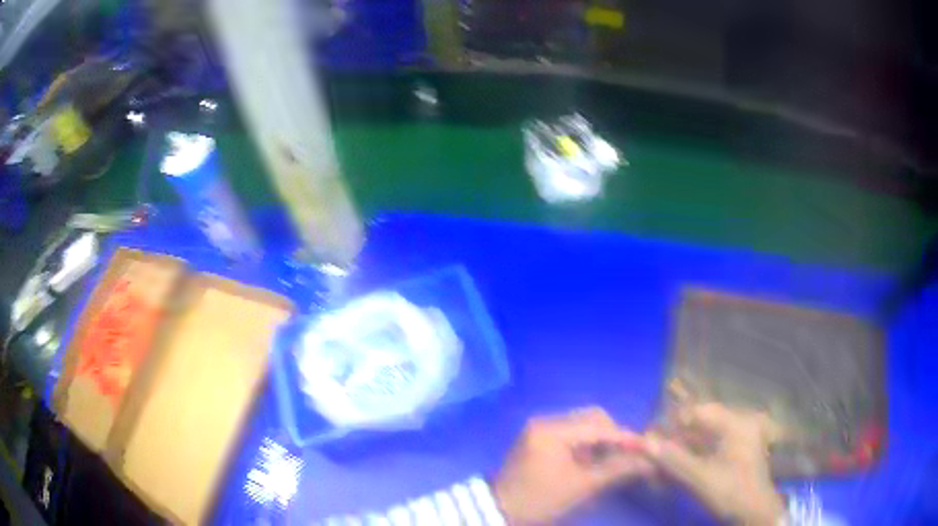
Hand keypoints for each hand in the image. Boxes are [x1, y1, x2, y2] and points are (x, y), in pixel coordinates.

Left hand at [493, 407, 651, 524]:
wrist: (500, 511)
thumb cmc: (541, 500)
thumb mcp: (581, 487)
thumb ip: (616, 469)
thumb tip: (648, 460)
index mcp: (552, 431)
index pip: (598, 427)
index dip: (625, 438)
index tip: (647, 447)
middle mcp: (545, 421)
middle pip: (591, 419)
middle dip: (613, 436)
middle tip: (626, 456)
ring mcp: (540, 429)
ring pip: (583, 425)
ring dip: (600, 440)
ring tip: (609, 461)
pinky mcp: (538, 438)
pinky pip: (571, 433)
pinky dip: (586, 445)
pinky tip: (592, 461)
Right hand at [646, 403, 785, 525]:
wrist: (754, 512)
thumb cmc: (729, 491)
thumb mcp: (699, 477)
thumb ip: (672, 459)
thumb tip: (644, 442)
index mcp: (735, 423)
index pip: (699, 411)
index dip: (675, 422)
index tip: (655, 439)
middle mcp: (740, 423)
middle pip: (702, 422)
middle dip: (678, 436)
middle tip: (658, 451)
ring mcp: (741, 436)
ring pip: (706, 434)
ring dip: (685, 446)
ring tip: (666, 460)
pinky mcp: (739, 449)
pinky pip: (713, 444)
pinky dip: (696, 453)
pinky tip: (683, 465)